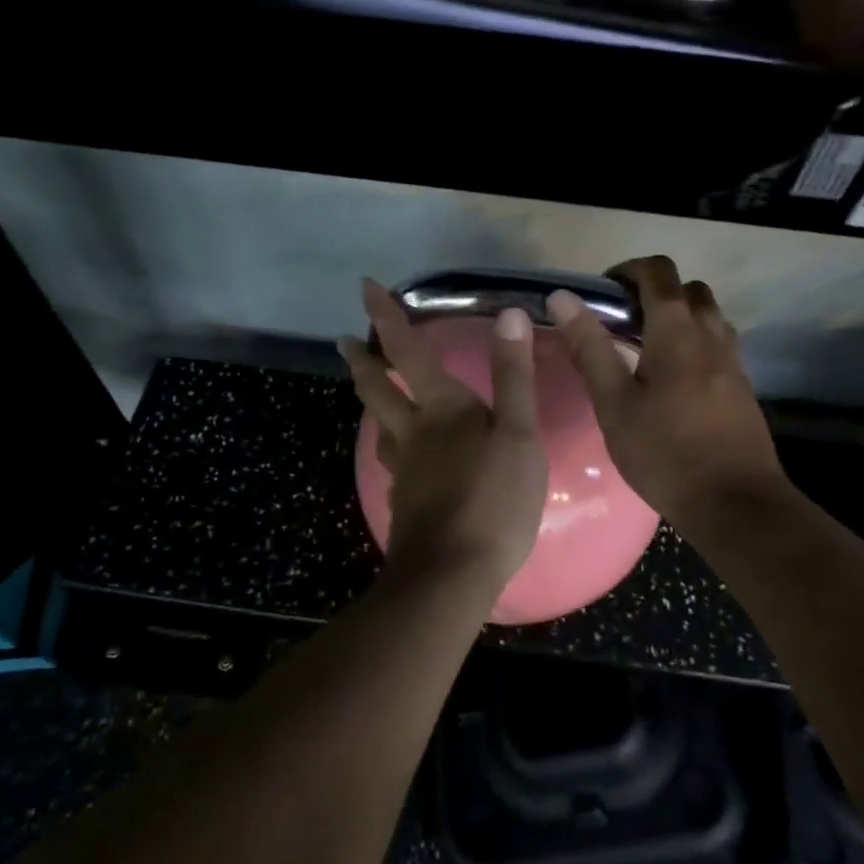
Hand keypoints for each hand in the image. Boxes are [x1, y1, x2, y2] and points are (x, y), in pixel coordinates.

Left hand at [339, 280, 548, 596]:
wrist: (451, 576)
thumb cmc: (493, 500)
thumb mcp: (519, 435)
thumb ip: (514, 377)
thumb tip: (510, 316)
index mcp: (440, 409)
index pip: (407, 351)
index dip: (385, 317)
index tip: (364, 287)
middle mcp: (412, 433)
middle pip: (377, 389)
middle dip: (361, 361)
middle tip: (344, 343)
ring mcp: (404, 470)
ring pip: (380, 425)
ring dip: (370, 400)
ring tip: (370, 391)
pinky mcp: (405, 502)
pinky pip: (393, 460)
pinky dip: (392, 444)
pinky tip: (403, 455)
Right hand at [548, 256, 787, 529]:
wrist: (736, 504)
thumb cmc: (664, 453)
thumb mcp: (614, 403)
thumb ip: (590, 348)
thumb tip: (563, 298)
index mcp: (677, 332)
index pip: (659, 273)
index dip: (629, 269)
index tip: (603, 291)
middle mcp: (712, 336)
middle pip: (690, 290)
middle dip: (656, 291)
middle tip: (623, 319)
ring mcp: (733, 362)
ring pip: (709, 317)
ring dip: (680, 317)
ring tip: (646, 349)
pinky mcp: (742, 388)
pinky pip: (719, 345)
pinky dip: (695, 343)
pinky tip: (672, 381)